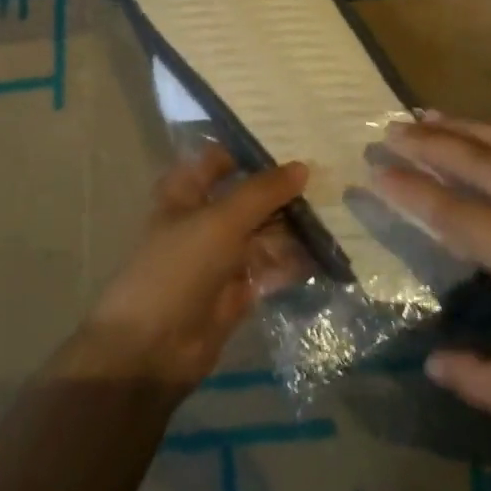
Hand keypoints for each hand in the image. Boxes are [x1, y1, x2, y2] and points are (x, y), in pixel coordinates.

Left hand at [72, 147, 308, 392]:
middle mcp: (204, 219)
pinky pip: (271, 268)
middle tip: (332, 176)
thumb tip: (303, 166)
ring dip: (295, 225)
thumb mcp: (221, 221)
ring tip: (339, 212)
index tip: (297, 140)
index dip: (253, 151)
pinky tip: (327, 251)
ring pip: (264, 232)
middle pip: (249, 197)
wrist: (151, 350)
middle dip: (285, 190)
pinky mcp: (238, 291)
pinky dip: (295, 261)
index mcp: (186, 192)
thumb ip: (263, 192)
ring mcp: (222, 257)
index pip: (221, 159)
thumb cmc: (178, 269)